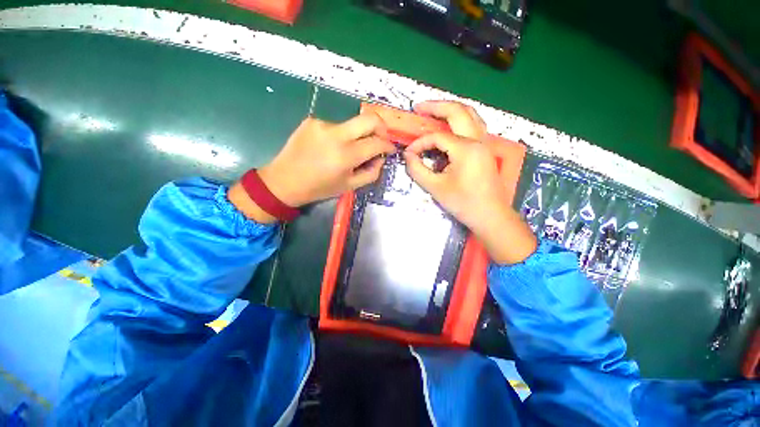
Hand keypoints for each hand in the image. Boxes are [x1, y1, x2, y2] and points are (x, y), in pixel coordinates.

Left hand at [229, 113, 395, 222]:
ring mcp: (323, 124)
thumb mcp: (350, 186)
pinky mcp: (312, 120)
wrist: (284, 181)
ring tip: (347, 151)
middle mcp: (336, 134)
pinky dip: (340, 136)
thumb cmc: (319, 188)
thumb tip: (380, 158)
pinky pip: (336, 126)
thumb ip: (371, 172)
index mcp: (346, 155)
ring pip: (352, 124)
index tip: (390, 149)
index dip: (388, 145)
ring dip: (357, 136)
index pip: (377, 142)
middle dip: (381, 128)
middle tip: (380, 139)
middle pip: (370, 118)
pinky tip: (330, 147)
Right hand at [404, 101, 536, 263]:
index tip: (409, 154)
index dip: (420, 143)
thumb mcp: (435, 187)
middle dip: (436, 106)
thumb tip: (408, 156)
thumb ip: (418, 169)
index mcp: (465, 148)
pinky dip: (460, 120)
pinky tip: (450, 126)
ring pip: (470, 115)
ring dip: (451, 109)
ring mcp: (485, 143)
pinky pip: (474, 126)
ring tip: (433, 111)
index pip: (437, 137)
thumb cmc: (463, 203)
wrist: (491, 216)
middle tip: (418, 107)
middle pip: (458, 111)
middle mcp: (478, 139)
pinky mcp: (486, 149)